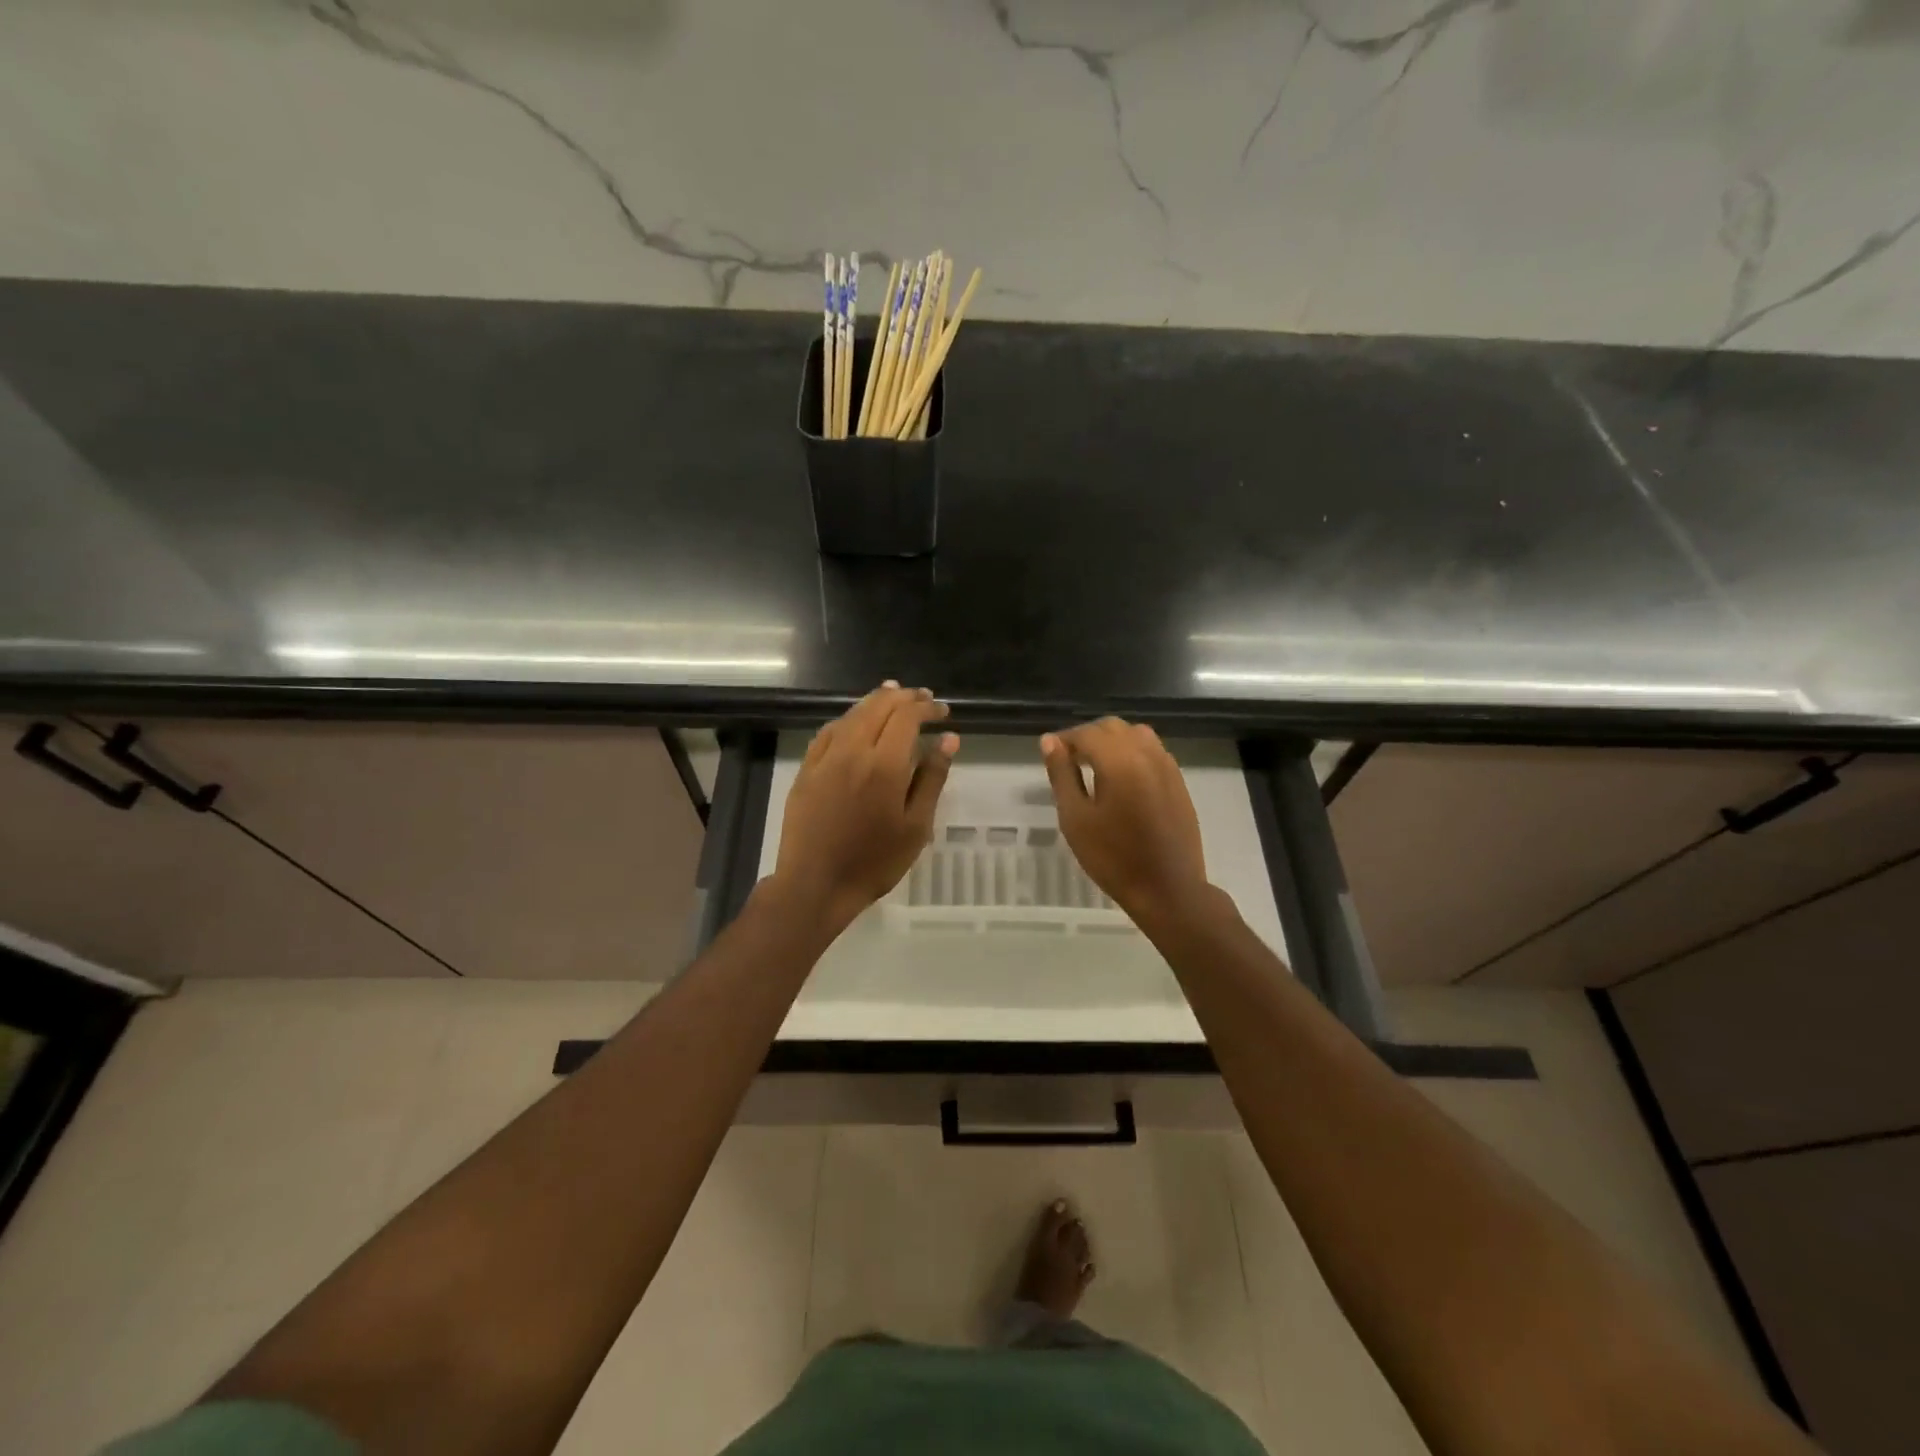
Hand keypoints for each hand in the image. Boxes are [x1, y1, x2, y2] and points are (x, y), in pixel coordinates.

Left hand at [774, 684, 957, 930]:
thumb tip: (949, 739)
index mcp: (884, 765)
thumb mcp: (916, 826)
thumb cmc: (874, 862)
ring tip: (894, 696)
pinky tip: (856, 721)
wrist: (815, 885)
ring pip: (852, 714)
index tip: (943, 712)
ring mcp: (825, 758)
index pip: (907, 717)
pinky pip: (829, 731)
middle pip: (878, 707)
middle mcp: (852, 751)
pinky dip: (849, 718)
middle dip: (904, 698)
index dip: (927, 708)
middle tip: (923, 699)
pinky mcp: (806, 770)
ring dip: (876, 701)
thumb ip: (932, 778)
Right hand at [1042, 718, 1208, 923]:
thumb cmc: (1113, 858)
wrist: (1168, 890)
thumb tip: (1050, 741)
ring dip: (1112, 741)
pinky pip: (1153, 751)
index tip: (1050, 755)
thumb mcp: (1075, 818)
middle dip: (1088, 737)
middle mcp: (1147, 754)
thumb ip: (1062, 775)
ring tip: (1095, 767)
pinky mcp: (1179, 781)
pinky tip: (1122, 779)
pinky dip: (1133, 752)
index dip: (1064, 740)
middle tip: (1069, 762)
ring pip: (1136, 734)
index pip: (1086, 734)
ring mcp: (1168, 766)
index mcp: (1119, 761)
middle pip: (1112, 727)